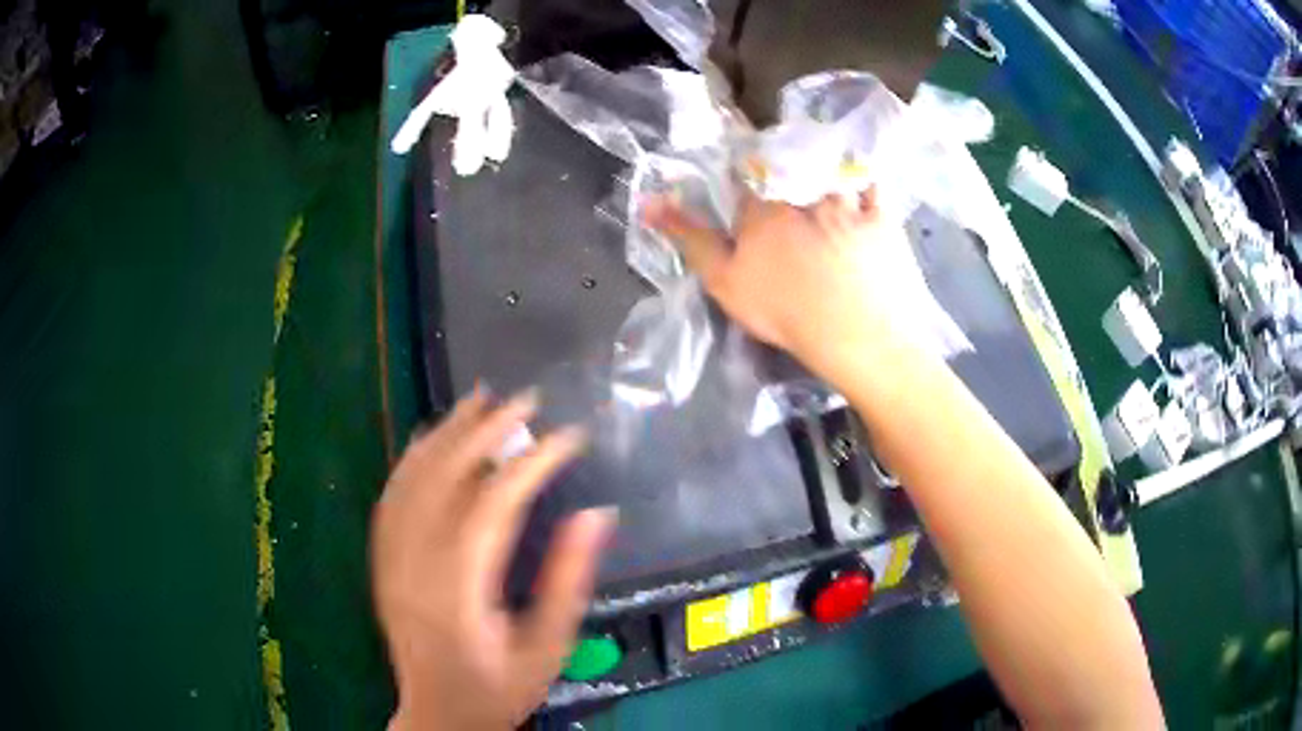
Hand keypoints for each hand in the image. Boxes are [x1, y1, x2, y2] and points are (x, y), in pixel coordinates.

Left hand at [372, 389, 616, 729]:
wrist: (438, 714)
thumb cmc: (498, 687)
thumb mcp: (547, 647)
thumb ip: (567, 580)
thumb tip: (596, 514)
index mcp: (460, 589)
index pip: (494, 505)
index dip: (532, 463)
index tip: (569, 436)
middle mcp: (417, 565)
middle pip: (446, 478)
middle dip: (487, 431)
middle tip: (524, 399)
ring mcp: (392, 560)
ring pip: (413, 479)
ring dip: (445, 433)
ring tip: (478, 399)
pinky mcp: (382, 562)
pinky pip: (391, 498)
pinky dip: (412, 460)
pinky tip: (429, 438)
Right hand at [642, 189, 923, 380]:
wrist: (858, 333)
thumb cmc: (785, 310)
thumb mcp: (724, 280)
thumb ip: (689, 237)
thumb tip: (648, 202)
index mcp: (763, 205)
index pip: (745, 175)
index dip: (746, 182)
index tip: (751, 197)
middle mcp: (804, 190)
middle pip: (789, 166)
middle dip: (785, 171)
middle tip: (790, 192)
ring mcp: (846, 200)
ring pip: (830, 169)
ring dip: (825, 172)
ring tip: (825, 188)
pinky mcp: (881, 215)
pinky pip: (873, 186)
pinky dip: (866, 185)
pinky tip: (863, 193)